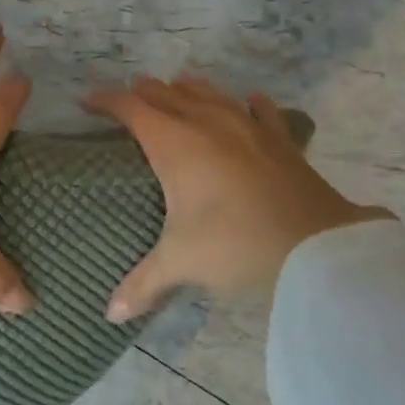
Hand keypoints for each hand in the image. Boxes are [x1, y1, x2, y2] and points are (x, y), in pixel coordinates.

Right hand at [85, 75, 391, 321]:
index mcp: (175, 143)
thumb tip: (110, 315)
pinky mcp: (281, 140)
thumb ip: (143, 284)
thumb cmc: (235, 244)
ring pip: (210, 93)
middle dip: (143, 93)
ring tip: (176, 88)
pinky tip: (249, 101)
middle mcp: (208, 124)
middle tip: (127, 99)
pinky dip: (246, 103)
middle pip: (168, 94)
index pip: (132, 108)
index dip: (106, 101)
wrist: (317, 248)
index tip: (87, 101)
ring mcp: (248, 127)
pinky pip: (260, 110)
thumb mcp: (182, 262)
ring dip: (187, 89)